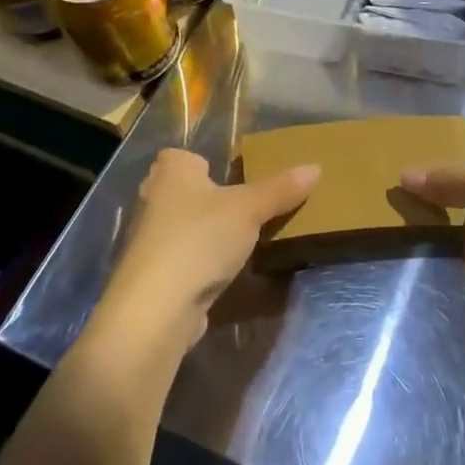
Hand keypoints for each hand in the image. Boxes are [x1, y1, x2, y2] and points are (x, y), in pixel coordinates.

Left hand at [100, 149, 317, 347]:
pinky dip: (198, 261)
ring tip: (240, 239)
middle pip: (184, 190)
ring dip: (204, 232)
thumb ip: (281, 189)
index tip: (234, 177)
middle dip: (208, 198)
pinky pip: (181, 256)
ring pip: (182, 225)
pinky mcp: (152, 274)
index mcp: (172, 171)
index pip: (184, 155)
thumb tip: (315, 168)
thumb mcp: (250, 209)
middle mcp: (153, 198)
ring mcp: (148, 239)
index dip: (205, 163)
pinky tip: (221, 270)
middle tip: (244, 206)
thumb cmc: (200, 239)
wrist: (156, 309)